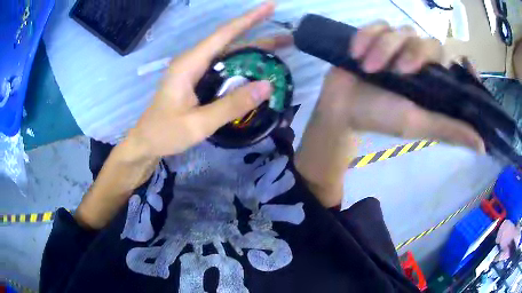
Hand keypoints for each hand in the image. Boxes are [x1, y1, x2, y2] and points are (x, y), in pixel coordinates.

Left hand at [124, 1, 291, 160]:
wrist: (146, 142)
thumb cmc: (166, 133)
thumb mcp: (199, 124)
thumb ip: (232, 105)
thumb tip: (267, 86)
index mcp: (189, 64)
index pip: (223, 35)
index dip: (248, 19)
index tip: (270, 6)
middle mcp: (192, 60)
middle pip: (228, 41)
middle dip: (258, 35)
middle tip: (286, 37)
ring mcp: (194, 69)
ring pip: (227, 53)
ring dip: (252, 49)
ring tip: (279, 50)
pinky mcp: (197, 79)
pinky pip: (223, 66)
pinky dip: (242, 64)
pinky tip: (255, 68)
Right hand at [296, 21, 484, 207]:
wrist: (342, 107)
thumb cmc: (381, 117)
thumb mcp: (419, 124)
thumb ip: (450, 130)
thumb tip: (482, 147)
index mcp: (432, 83)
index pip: (457, 66)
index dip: (465, 64)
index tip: (466, 63)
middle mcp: (419, 62)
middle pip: (429, 43)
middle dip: (413, 53)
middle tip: (396, 72)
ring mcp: (397, 46)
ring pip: (402, 31)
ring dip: (384, 47)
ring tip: (367, 67)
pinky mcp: (375, 36)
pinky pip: (378, 25)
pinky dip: (367, 36)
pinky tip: (357, 53)